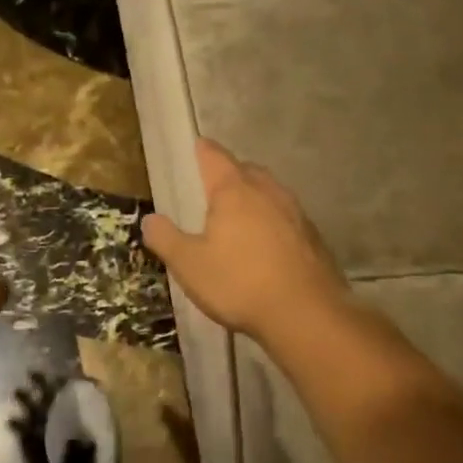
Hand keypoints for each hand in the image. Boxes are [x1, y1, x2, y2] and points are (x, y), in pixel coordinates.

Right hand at [142, 139, 348, 347]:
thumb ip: (165, 238)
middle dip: (229, 174)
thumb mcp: (189, 265)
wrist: (307, 315)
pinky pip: (286, 217)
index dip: (203, 150)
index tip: (196, 147)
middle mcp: (266, 191)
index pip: (214, 156)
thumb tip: (149, 219)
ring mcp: (295, 212)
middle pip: (245, 170)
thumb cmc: (240, 283)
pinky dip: (273, 222)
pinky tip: (267, 245)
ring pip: (269, 192)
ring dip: (254, 197)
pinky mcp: (313, 236)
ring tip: (239, 216)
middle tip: (213, 188)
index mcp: (233, 190)